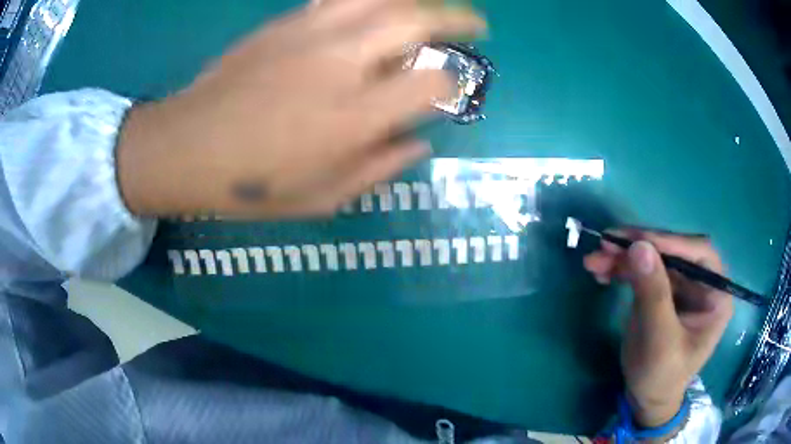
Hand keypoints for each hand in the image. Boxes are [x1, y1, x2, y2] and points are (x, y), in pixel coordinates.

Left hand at [116, 0, 485, 217]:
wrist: (184, 147)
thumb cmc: (249, 184)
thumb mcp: (321, 199)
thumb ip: (379, 168)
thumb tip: (419, 143)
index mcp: (352, 118)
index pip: (431, 82)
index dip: (453, 84)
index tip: (453, 90)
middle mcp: (340, 64)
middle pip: (415, 21)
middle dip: (458, 19)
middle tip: (477, 25)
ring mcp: (310, 34)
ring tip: (432, 8)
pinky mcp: (285, 22)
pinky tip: (380, 6)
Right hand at [584, 230, 732, 428]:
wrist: (645, 399)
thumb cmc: (661, 377)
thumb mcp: (659, 341)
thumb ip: (653, 295)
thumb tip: (638, 246)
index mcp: (716, 295)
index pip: (698, 254)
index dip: (669, 242)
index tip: (635, 241)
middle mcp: (701, 283)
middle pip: (673, 252)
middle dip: (639, 247)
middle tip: (606, 245)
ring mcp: (681, 286)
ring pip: (655, 258)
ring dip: (624, 257)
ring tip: (594, 261)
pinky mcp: (663, 292)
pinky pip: (644, 271)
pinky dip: (622, 269)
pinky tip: (602, 272)